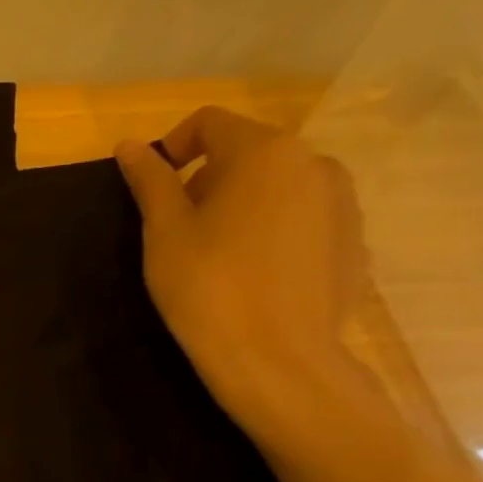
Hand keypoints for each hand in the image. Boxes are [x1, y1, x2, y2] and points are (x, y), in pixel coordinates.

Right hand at [114, 107, 377, 444]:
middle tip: (178, 228)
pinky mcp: (353, 241)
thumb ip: (149, 180)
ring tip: (216, 252)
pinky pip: (302, 217)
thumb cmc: (207, 285)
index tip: (152, 189)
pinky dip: (271, 229)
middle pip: (247, 151)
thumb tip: (130, 145)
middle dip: (207, 178)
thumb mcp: (163, 230)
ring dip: (241, 202)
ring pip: (277, 185)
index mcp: (265, 153)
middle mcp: (314, 164)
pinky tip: (252, 273)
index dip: (172, 147)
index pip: (210, 122)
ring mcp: (342, 203)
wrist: (277, 359)